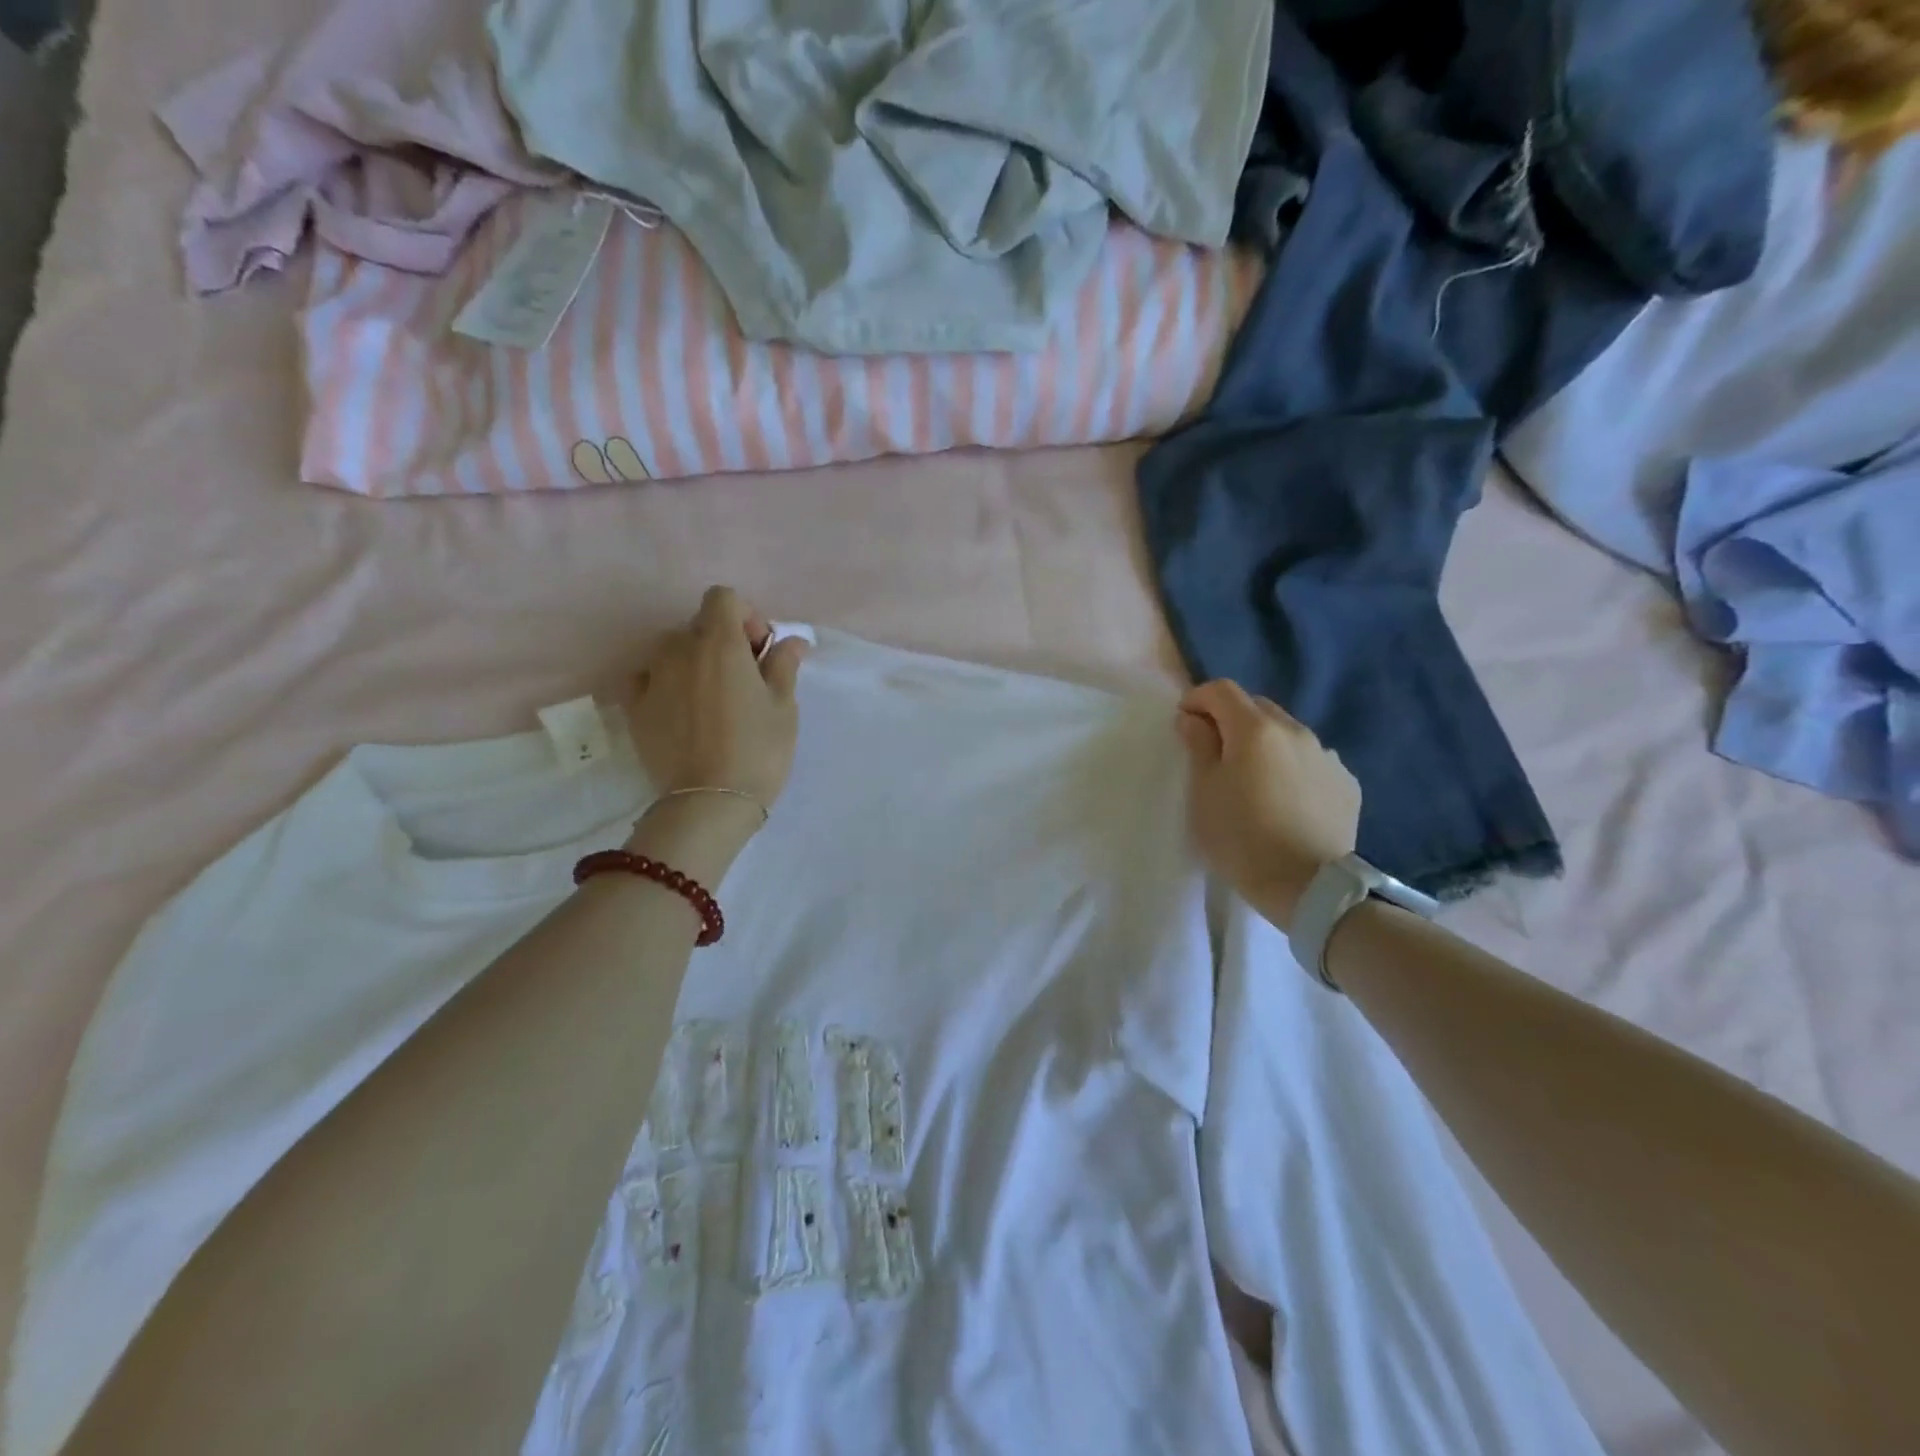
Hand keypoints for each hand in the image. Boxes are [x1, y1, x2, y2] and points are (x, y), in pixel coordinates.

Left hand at [627, 586, 808, 813]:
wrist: (710, 802)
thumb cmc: (758, 750)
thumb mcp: (783, 707)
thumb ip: (784, 665)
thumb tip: (792, 640)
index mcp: (720, 643)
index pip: (722, 597)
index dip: (745, 615)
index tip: (760, 650)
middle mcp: (679, 650)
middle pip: (698, 624)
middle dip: (722, 640)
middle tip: (743, 678)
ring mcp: (652, 677)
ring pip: (671, 650)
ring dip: (692, 660)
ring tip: (710, 697)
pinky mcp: (635, 707)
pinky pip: (645, 677)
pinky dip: (662, 681)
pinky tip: (677, 706)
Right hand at [1175, 681, 1359, 931]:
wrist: (1308, 887)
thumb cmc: (1241, 837)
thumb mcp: (1203, 792)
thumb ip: (1198, 746)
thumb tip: (1193, 719)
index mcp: (1255, 729)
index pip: (1222, 690)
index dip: (1197, 698)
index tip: (1183, 722)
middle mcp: (1296, 731)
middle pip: (1257, 707)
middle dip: (1231, 718)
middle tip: (1214, 750)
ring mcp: (1327, 756)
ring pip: (1287, 733)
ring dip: (1264, 743)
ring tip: (1253, 778)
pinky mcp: (1346, 783)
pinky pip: (1310, 760)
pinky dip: (1291, 767)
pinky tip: (1285, 798)